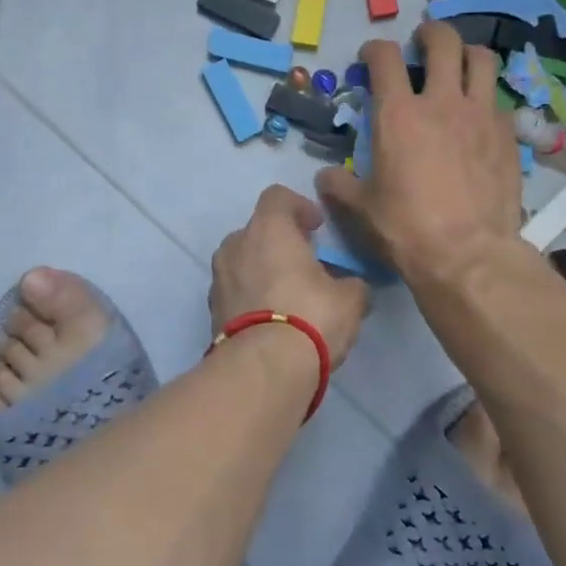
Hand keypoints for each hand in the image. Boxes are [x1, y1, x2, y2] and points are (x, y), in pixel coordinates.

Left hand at [211, 186, 369, 365]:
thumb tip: (353, 287)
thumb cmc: (310, 316)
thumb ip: (353, 284)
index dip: (299, 206)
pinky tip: (273, 319)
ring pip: (243, 261)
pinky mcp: (211, 310)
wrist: (262, 369)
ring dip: (263, 270)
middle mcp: (236, 245)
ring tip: (289, 294)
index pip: (277, 196)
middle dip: (280, 242)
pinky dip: (251, 296)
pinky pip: (235, 291)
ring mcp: (218, 278)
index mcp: (268, 228)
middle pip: (257, 230)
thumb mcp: (350, 299)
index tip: (317, 227)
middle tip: (305, 263)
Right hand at [316, 22, 521, 285]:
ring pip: (482, 60)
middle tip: (422, 42)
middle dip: (430, 33)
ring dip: (467, 54)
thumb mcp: (361, 209)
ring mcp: (481, 115)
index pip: (385, 58)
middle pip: (443, 42)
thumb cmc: (406, 229)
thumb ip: (340, 186)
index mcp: (398, 115)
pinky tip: (479, 118)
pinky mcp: (508, 136)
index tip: (371, 57)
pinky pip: (499, 101)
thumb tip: (325, 177)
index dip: (375, 49)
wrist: (468, 254)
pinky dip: (486, 98)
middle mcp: (442, 103)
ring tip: (459, 65)